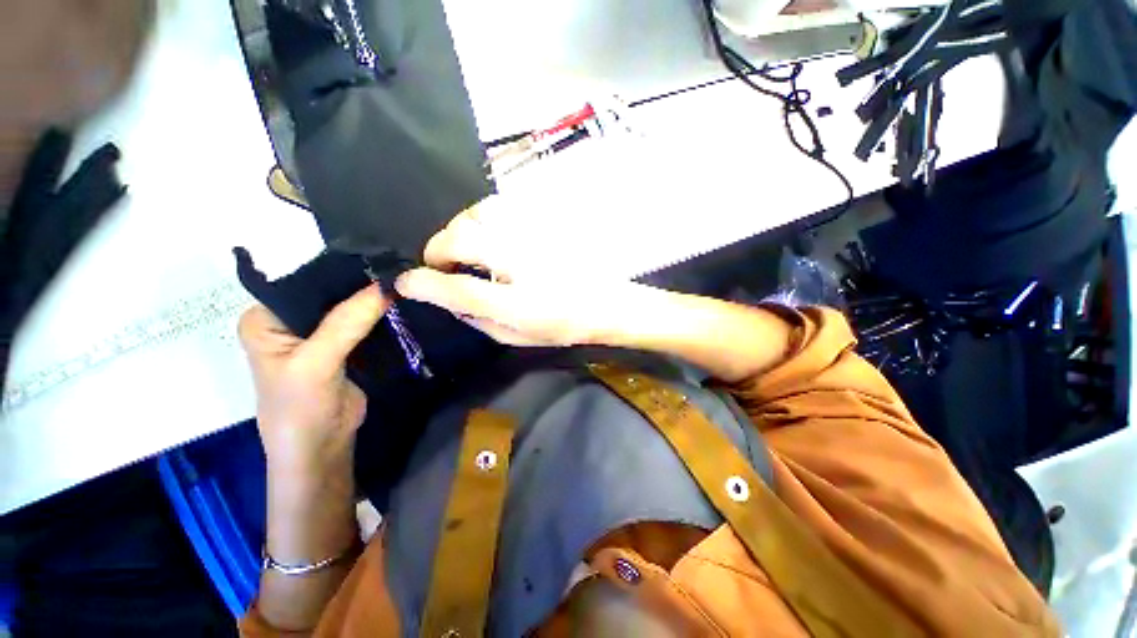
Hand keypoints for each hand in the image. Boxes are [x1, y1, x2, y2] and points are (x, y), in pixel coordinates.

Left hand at [239, 284, 389, 472]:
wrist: (323, 447)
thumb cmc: (300, 409)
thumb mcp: (316, 364)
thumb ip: (347, 323)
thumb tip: (388, 285)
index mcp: (265, 317)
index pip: (303, 280)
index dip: (339, 269)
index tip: (379, 257)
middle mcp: (290, 319)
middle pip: (330, 292)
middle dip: (362, 282)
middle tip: (400, 266)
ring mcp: (319, 333)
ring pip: (351, 306)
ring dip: (375, 298)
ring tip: (406, 278)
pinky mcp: (345, 345)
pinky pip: (365, 322)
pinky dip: (383, 314)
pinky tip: (404, 300)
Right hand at [395, 198, 644, 346]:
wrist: (603, 303)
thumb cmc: (561, 324)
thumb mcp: (515, 334)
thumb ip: (475, 317)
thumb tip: (443, 297)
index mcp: (516, 300)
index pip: (455, 287)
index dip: (423, 283)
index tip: (405, 282)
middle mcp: (521, 261)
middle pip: (460, 236)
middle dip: (438, 249)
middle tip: (441, 265)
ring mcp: (534, 235)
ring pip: (479, 213)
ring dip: (460, 228)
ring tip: (464, 247)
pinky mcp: (543, 222)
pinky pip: (502, 206)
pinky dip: (483, 216)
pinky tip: (488, 233)